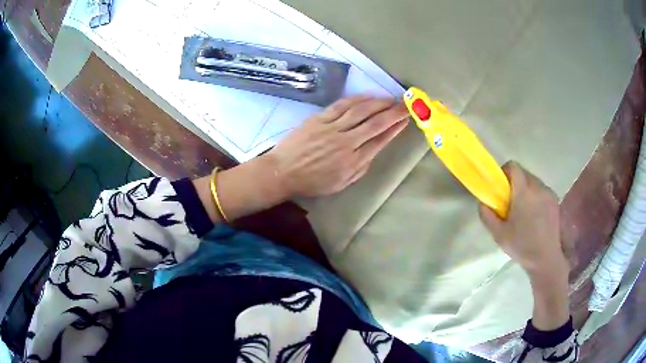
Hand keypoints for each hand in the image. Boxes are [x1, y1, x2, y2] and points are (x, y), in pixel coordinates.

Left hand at [267, 96, 408, 197]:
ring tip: (390, 99)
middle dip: (393, 112)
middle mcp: (346, 143)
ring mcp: (332, 128)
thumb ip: (360, 167)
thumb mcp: (341, 183)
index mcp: (353, 162)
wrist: (283, 172)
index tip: (405, 119)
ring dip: (378, 102)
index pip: (380, 141)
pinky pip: (342, 105)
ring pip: (361, 111)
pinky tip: (368, 96)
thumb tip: (373, 150)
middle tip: (405, 105)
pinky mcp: (319, 119)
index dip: (395, 128)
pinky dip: (357, 99)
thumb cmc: (312, 182)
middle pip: (375, 123)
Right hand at [479, 161, 569, 330]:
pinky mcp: (555, 200)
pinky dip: (535, 195)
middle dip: (514, 182)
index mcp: (523, 192)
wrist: (546, 259)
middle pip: (523, 172)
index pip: (513, 166)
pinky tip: (534, 215)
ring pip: (533, 181)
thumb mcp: (498, 235)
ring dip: (525, 189)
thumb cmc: (522, 246)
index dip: (504, 172)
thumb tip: (483, 202)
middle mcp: (538, 187)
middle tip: (510, 202)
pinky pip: (541, 190)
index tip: (500, 187)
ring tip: (523, 210)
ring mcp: (548, 193)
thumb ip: (487, 216)